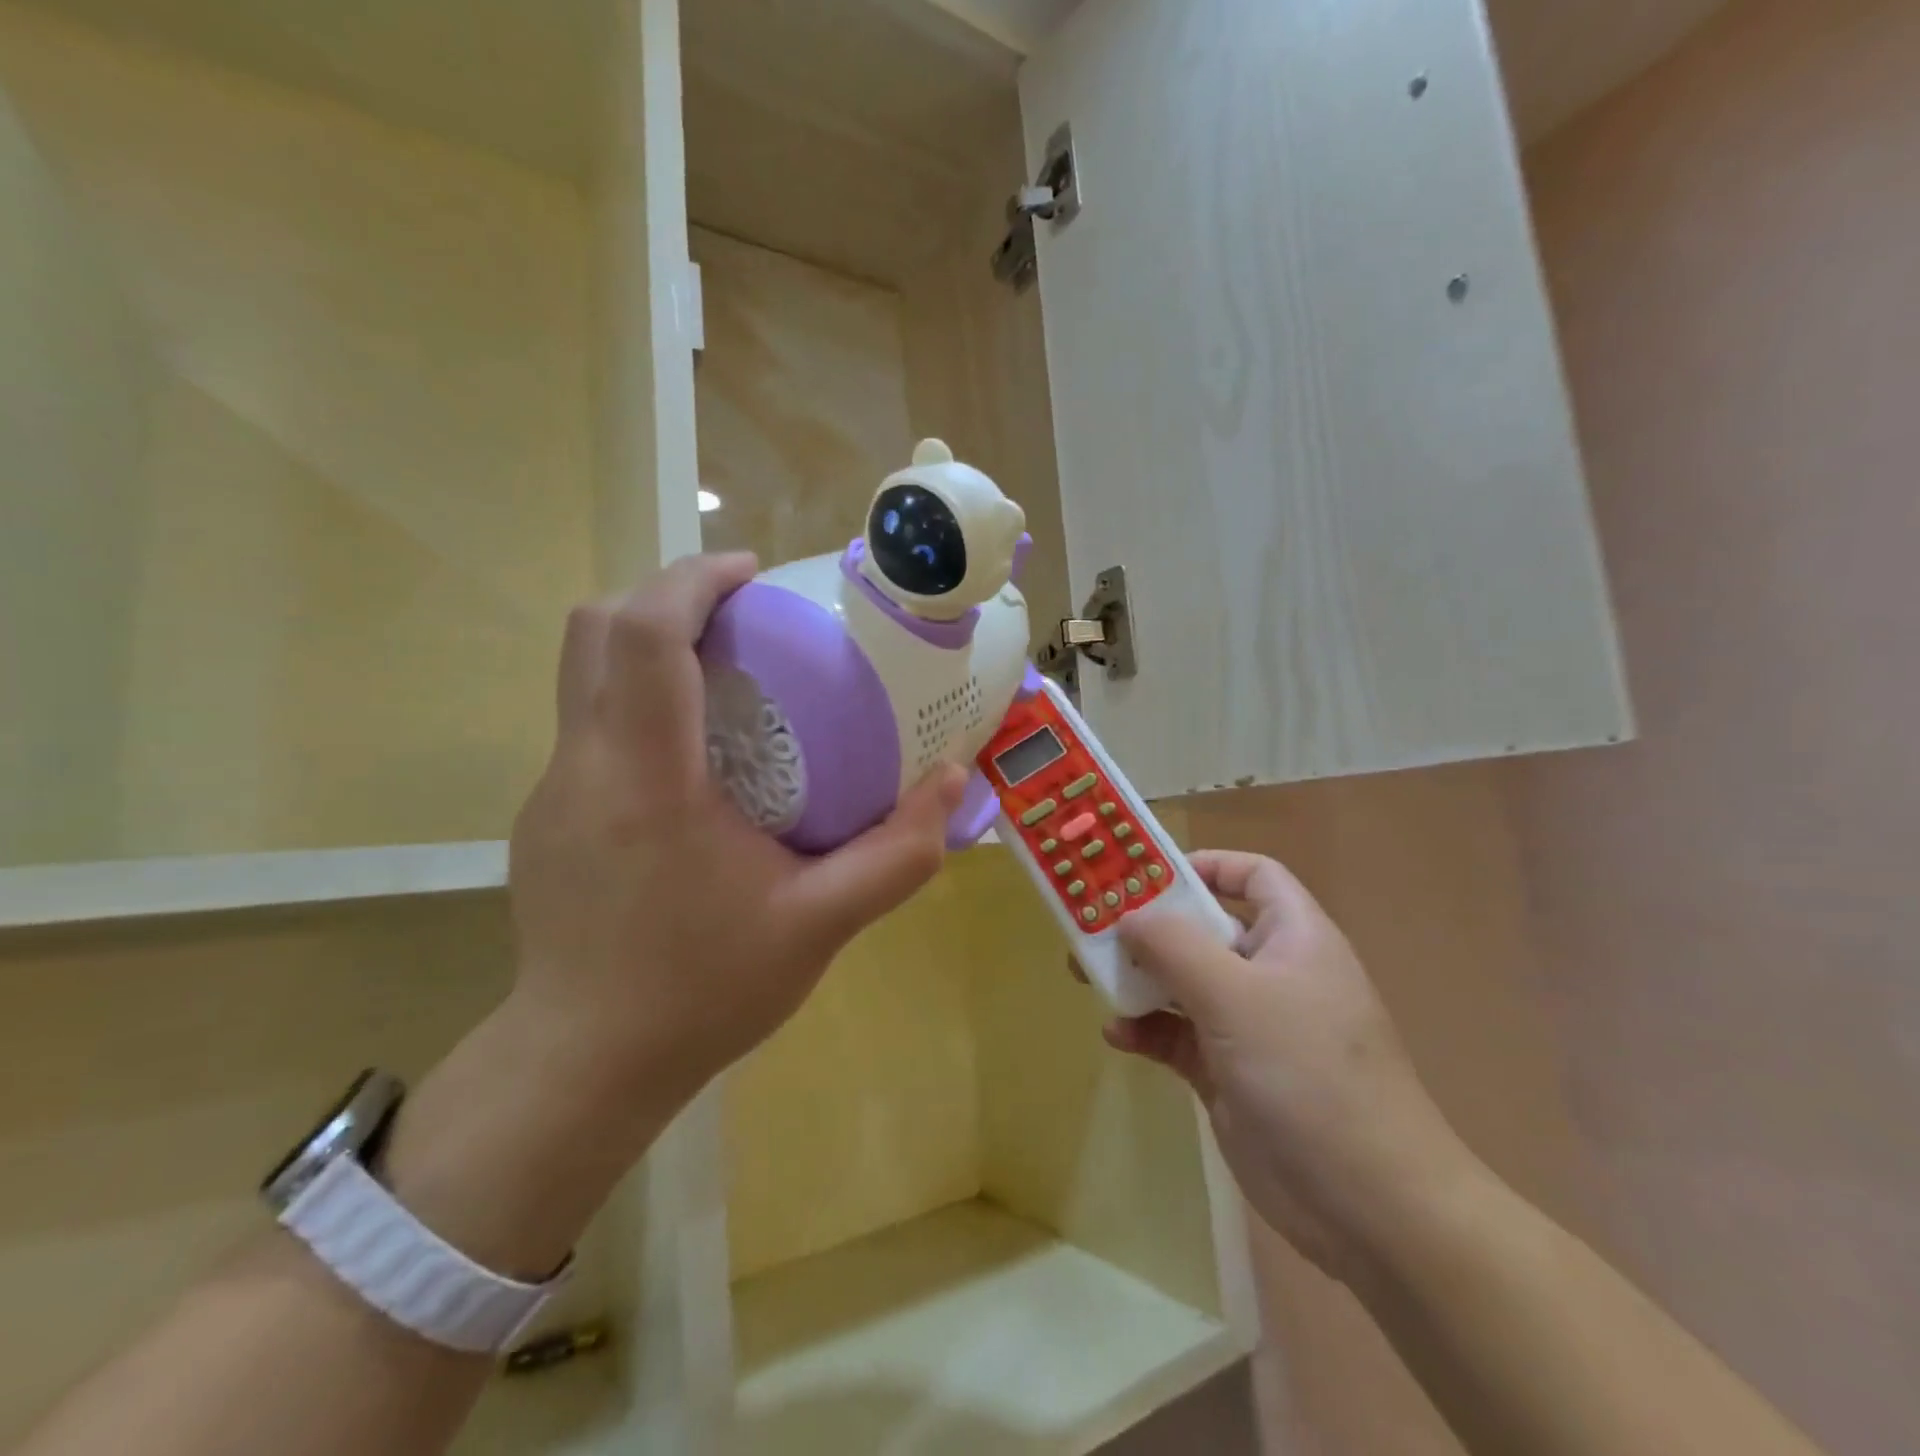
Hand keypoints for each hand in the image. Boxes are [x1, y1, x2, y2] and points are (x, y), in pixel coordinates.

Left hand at [507, 553, 967, 1120]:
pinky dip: (639, 701)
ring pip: (583, 673)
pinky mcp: (546, 816)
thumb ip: (898, 853)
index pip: (646, 635)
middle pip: (594, 629)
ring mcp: (553, 790)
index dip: (694, 580)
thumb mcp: (821, 926)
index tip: (752, 574)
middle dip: (665, 594)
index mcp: (647, 779)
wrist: (585, 1066)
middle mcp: (584, 766)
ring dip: (649, 645)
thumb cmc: (702, 991)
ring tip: (727, 673)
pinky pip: (589, 724)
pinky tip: (696, 757)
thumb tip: (952, 778)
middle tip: (742, 616)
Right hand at [1114, 852, 1481, 1285]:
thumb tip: (1128, 915)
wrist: (1369, 1206)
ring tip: (1087, 976)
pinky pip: (1178, 1035)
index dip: (1204, 865)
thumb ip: (1174, 946)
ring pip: (1184, 983)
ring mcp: (1250, 1026)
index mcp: (1293, 937)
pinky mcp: (1230, 1073)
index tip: (1145, 875)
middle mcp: (1273, 973)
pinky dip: (1148, 1030)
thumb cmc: (1307, 1074)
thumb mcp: (1234, 996)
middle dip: (1149, 926)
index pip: (1252, 875)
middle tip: (1093, 925)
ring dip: (1139, 979)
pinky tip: (1118, 1037)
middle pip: (1205, 928)